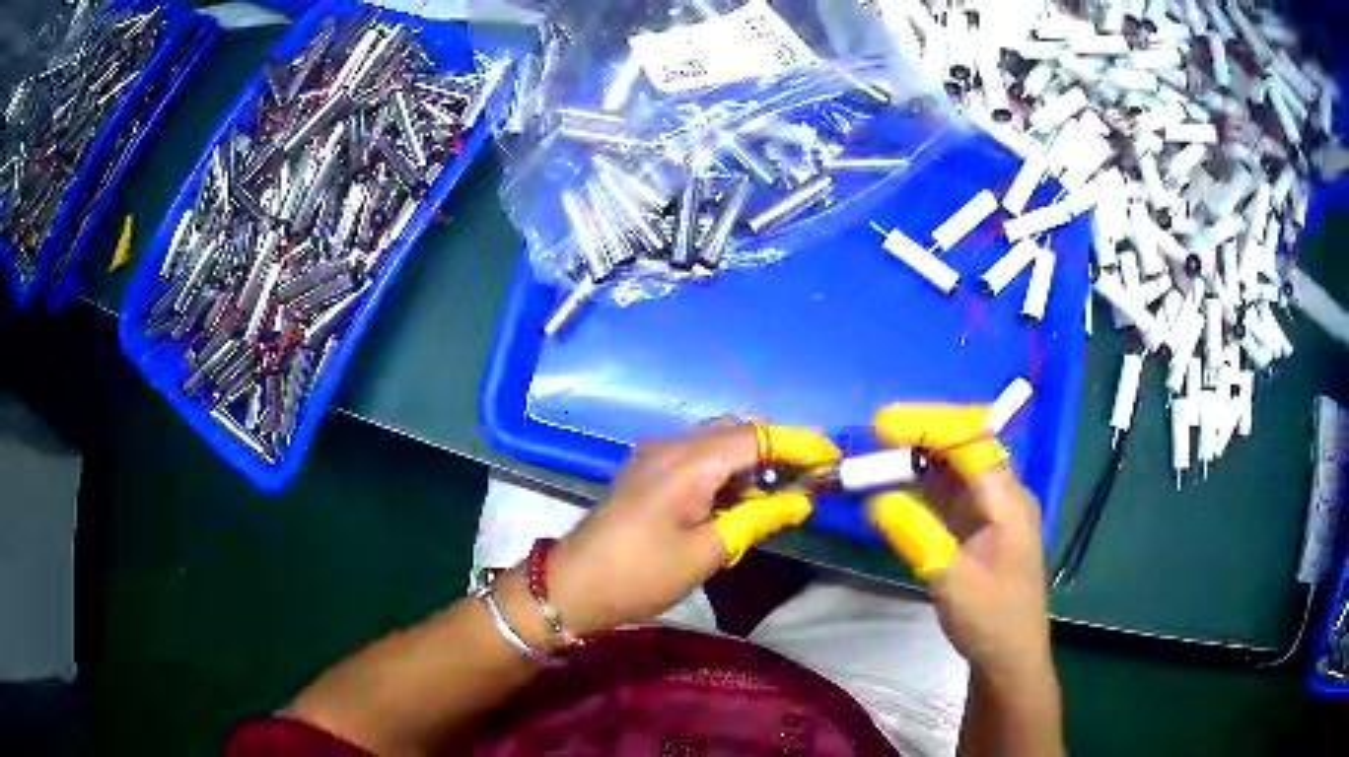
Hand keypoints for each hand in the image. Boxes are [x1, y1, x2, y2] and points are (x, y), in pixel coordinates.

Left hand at [547, 423, 838, 634]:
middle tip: (804, 483)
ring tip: (774, 497)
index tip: (830, 457)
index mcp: (687, 463)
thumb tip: (799, 501)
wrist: (573, 586)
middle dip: (773, 451)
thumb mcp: (707, 553)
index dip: (796, 444)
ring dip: (747, 463)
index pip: (754, 436)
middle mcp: (669, 446)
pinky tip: (735, 501)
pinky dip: (723, 472)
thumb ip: (756, 519)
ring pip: (714, 443)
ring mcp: (653, 456)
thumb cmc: (641, 574)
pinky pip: (695, 458)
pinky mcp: (645, 471)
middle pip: (734, 432)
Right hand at [866, 405, 1050, 679]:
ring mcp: (993, 512)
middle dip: (920, 437)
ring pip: (955, 471)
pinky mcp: (980, 529)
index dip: (928, 427)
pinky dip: (924, 487)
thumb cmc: (990, 619)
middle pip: (963, 449)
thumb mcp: (951, 580)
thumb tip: (875, 499)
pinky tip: (897, 487)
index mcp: (1007, 501)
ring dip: (919, 461)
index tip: (883, 425)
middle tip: (874, 437)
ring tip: (878, 456)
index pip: (970, 444)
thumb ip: (916, 535)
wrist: (1011, 657)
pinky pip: (951, 495)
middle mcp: (1003, 496)